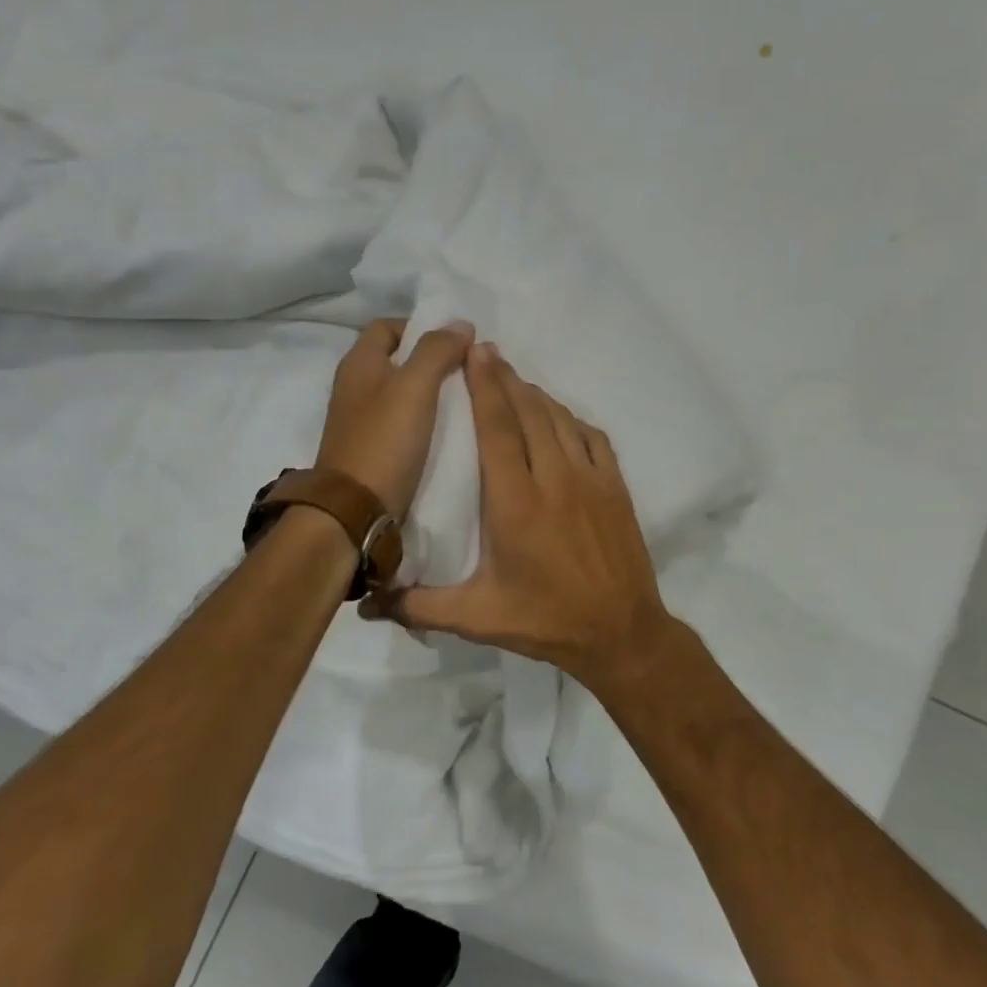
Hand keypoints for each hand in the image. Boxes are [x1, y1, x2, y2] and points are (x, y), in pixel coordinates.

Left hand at [316, 319, 474, 517]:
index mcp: (358, 364)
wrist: (355, 511)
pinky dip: (426, 422)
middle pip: (397, 361)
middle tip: (470, 371)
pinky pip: (403, 425)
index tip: (457, 341)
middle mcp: (355, 388)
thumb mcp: (414, 387)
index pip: (388, 327)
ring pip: (403, 395)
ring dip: (432, 394)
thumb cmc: (383, 442)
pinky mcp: (373, 452)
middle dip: (433, 361)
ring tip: (469, 399)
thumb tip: (461, 325)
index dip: (422, 326)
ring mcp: (362, 423)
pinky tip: (451, 431)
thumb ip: (437, 351)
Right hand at [363, 343, 677, 691]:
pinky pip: (591, 436)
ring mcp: (591, 479)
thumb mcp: (476, 619)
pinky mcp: (615, 487)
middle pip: (528, 412)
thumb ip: (418, 607)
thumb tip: (365, 606)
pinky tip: (557, 416)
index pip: (497, 429)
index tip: (474, 352)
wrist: (621, 634)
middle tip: (485, 353)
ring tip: (513, 379)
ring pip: (559, 419)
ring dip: (535, 394)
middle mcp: (554, 479)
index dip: (484, 387)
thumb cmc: (545, 621)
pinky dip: (570, 418)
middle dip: (505, 378)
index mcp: (515, 503)